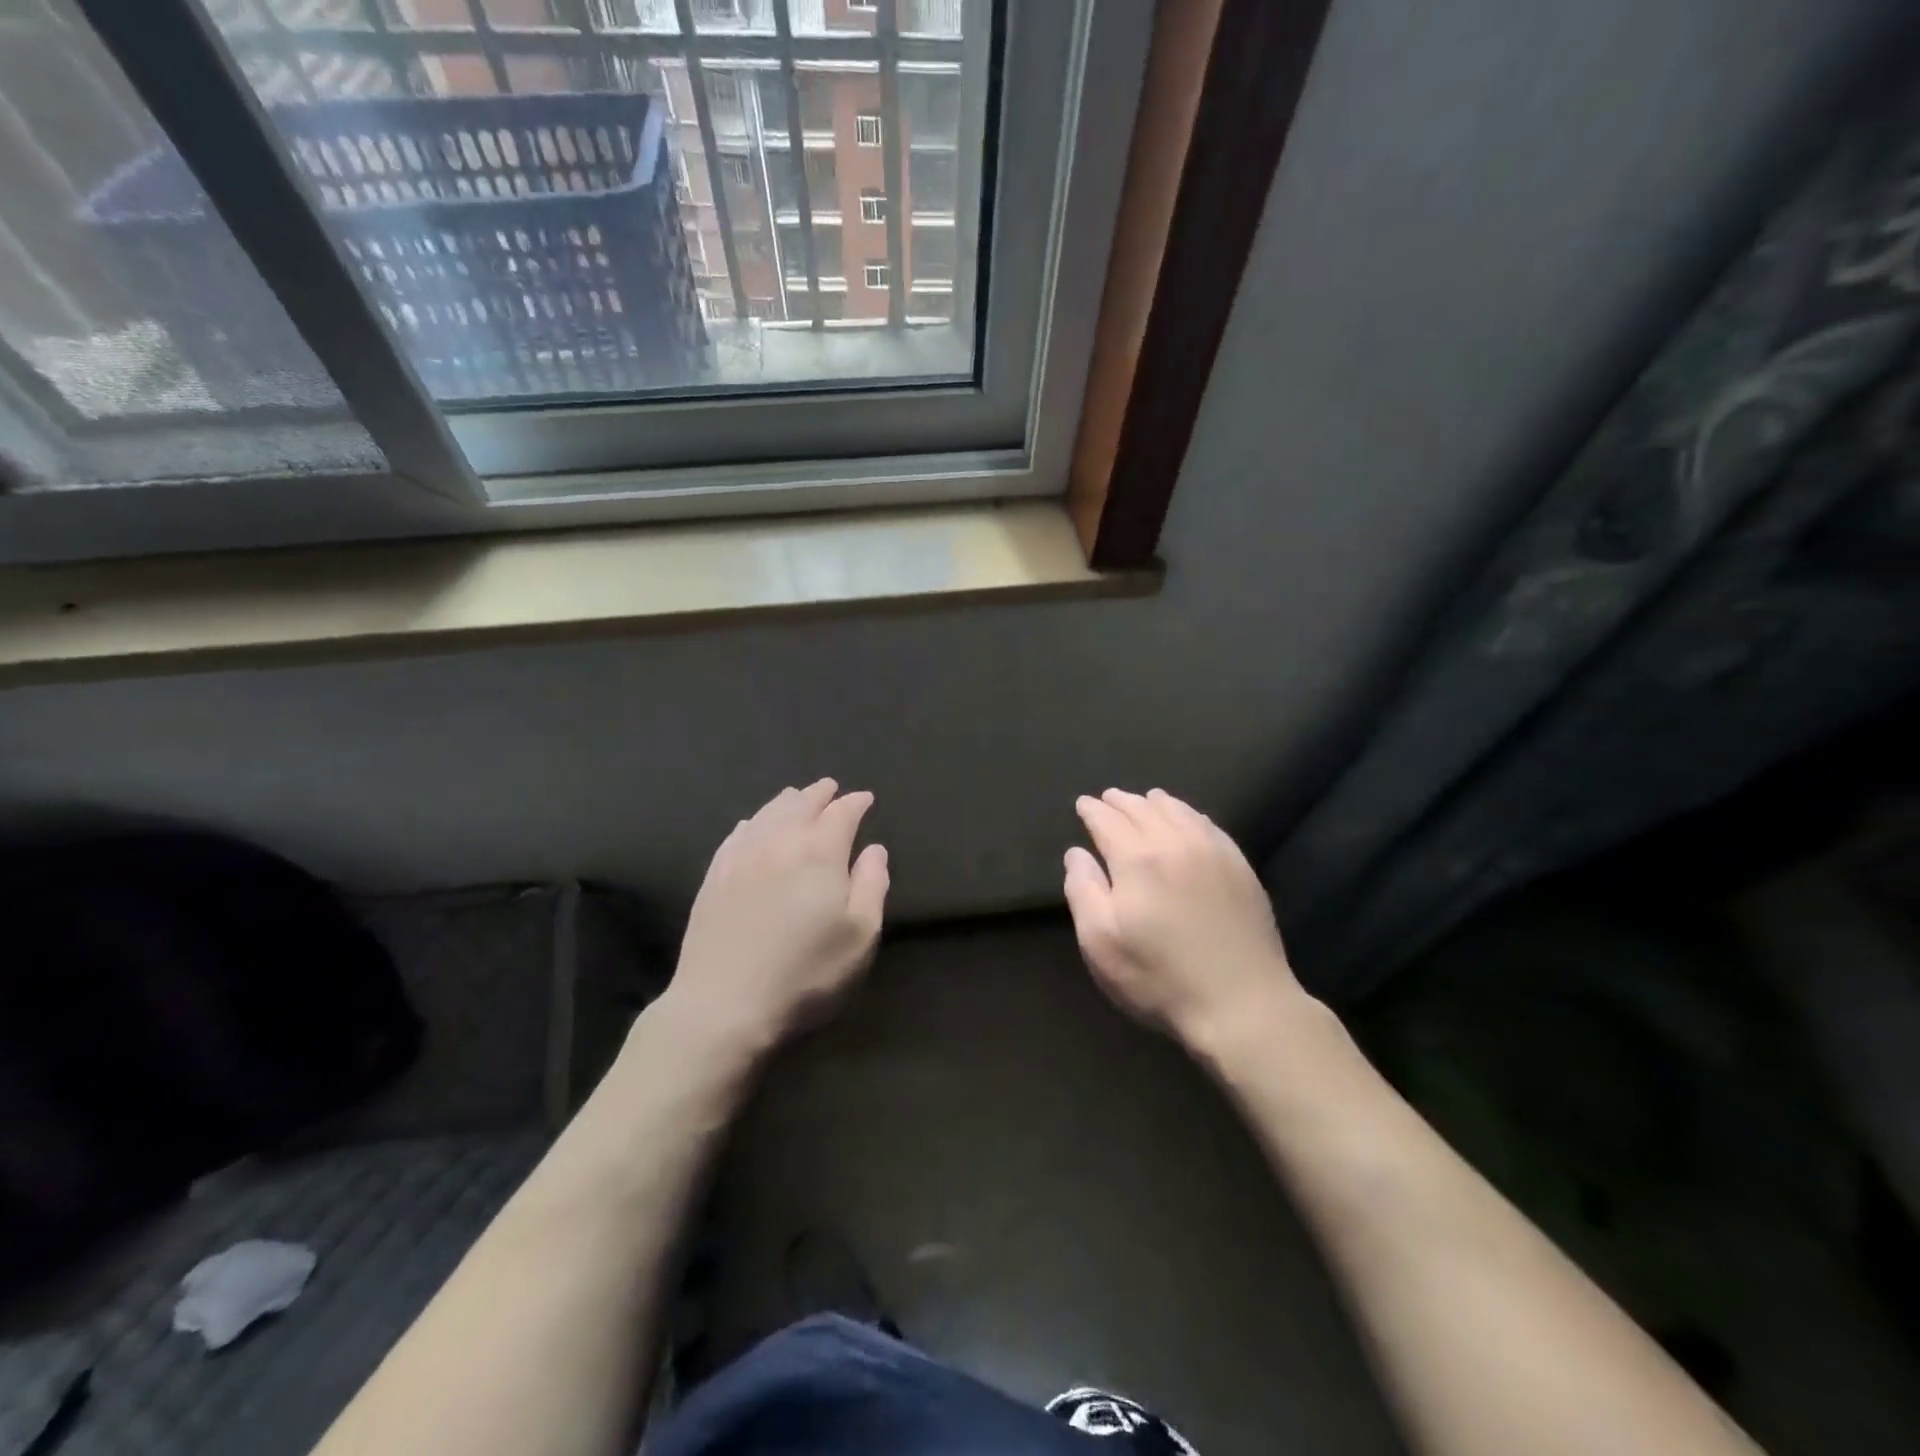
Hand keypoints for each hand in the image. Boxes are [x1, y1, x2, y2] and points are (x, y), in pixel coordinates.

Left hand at [659, 779, 888, 1064]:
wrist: (723, 1005)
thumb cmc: (805, 973)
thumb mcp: (860, 936)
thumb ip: (873, 886)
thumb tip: (874, 849)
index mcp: (820, 852)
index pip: (841, 813)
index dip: (856, 803)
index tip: (865, 798)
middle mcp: (779, 842)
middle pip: (801, 804)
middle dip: (820, 793)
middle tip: (831, 788)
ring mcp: (741, 857)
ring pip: (767, 814)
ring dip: (787, 801)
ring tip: (797, 797)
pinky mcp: (714, 878)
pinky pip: (737, 834)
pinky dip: (753, 821)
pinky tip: (753, 824)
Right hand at [1065, 788, 1302, 1051]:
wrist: (1242, 1004)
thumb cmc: (1160, 978)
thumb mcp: (1101, 943)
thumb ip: (1083, 891)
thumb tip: (1077, 853)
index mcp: (1137, 858)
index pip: (1108, 820)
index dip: (1092, 810)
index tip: (1083, 804)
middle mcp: (1175, 842)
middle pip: (1143, 809)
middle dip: (1121, 802)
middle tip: (1108, 798)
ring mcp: (1213, 852)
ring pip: (1179, 811)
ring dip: (1156, 803)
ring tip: (1145, 800)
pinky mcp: (1240, 867)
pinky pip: (1209, 826)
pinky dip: (1190, 814)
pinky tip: (1188, 819)